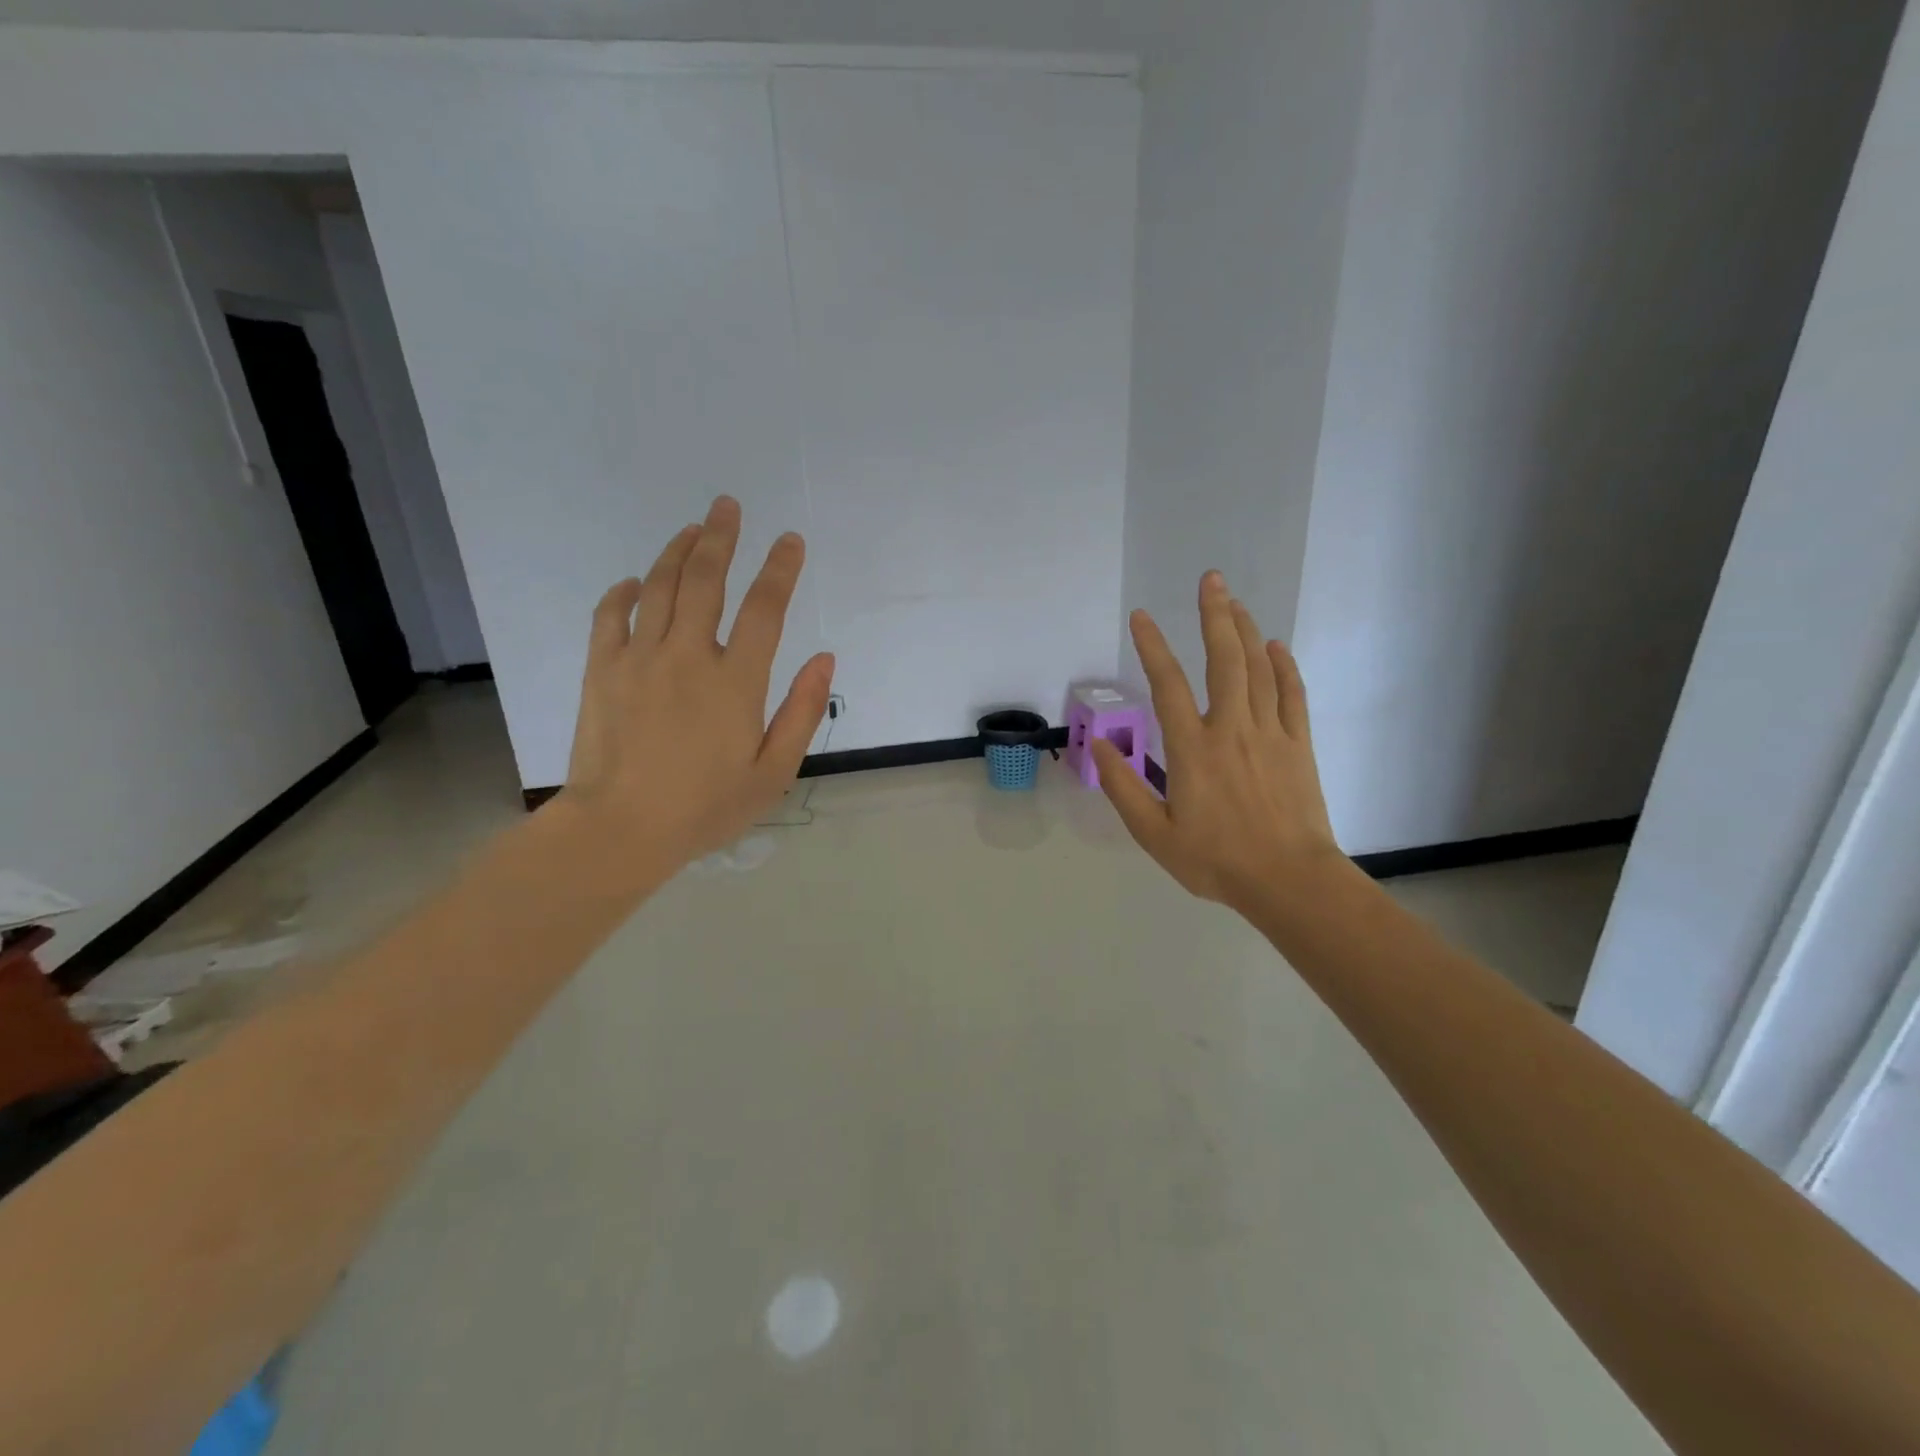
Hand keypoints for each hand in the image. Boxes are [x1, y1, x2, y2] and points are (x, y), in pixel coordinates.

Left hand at [558, 495, 834, 872]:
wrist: (620, 830)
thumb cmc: (705, 807)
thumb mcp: (773, 773)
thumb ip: (802, 711)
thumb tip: (824, 659)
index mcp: (736, 681)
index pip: (765, 608)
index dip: (780, 569)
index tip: (790, 541)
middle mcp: (688, 656)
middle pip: (706, 579)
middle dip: (721, 537)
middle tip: (728, 506)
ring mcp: (639, 658)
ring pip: (659, 586)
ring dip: (677, 551)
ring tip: (692, 529)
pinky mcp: (601, 670)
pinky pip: (610, 615)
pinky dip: (624, 591)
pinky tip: (635, 581)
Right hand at [1094, 571, 1341, 914]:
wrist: (1288, 881)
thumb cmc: (1215, 860)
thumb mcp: (1154, 833)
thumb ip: (1123, 786)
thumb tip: (1098, 743)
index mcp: (1192, 748)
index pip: (1168, 684)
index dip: (1153, 647)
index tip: (1142, 616)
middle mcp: (1231, 728)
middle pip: (1224, 660)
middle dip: (1215, 615)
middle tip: (1211, 579)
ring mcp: (1270, 734)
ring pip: (1260, 669)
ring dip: (1246, 631)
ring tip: (1235, 602)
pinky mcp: (1298, 746)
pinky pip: (1292, 695)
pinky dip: (1284, 667)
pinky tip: (1276, 647)